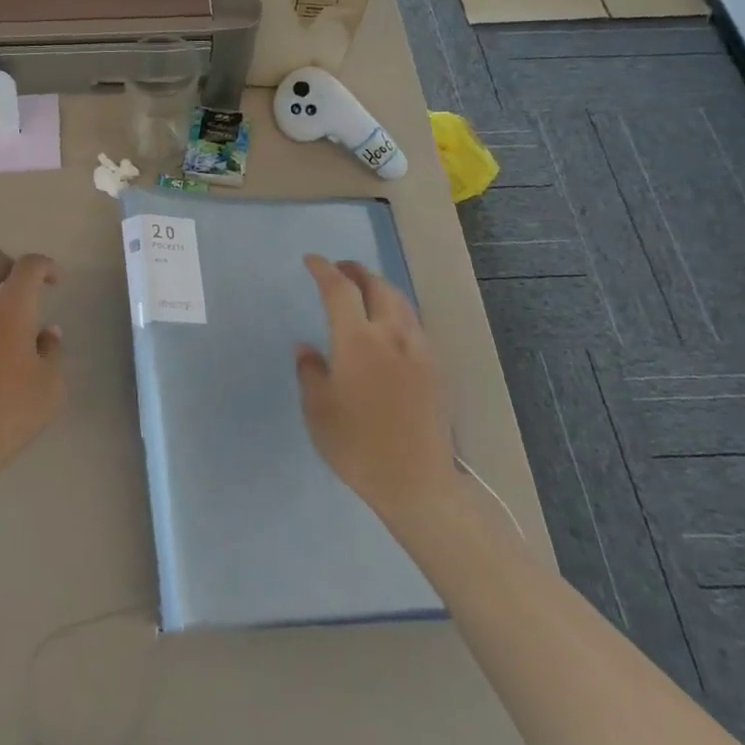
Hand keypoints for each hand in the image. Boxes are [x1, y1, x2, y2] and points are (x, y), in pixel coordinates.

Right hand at [296, 255, 458, 521]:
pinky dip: (397, 311)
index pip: (340, 289)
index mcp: (358, 340)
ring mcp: (420, 350)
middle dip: (357, 271)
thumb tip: (308, 348)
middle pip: (378, 286)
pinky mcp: (436, 368)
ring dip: (380, 288)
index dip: (324, 270)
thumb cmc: (357, 445)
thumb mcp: (317, 410)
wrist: (417, 482)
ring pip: (401, 302)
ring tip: (364, 291)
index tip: (311, 261)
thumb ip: (311, 372)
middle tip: (339, 269)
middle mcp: (392, 335)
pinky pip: (415, 324)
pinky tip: (390, 328)